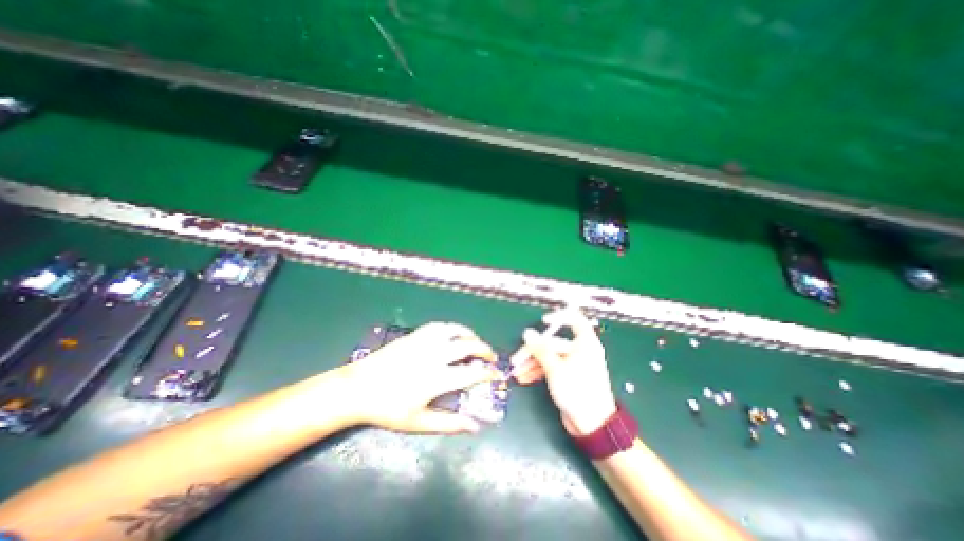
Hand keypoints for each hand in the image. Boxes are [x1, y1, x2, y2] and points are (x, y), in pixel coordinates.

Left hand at [342, 323, 499, 432]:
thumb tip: (475, 426)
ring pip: (456, 331)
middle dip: (485, 350)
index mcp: (437, 378)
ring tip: (476, 342)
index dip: (489, 373)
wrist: (358, 387)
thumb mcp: (418, 422)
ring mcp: (425, 342)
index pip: (472, 373)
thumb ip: (449, 424)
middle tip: (491, 357)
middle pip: (468, 346)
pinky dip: (453, 328)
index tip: (498, 374)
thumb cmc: (388, 408)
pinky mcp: (415, 335)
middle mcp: (435, 356)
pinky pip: (440, 326)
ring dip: (470, 335)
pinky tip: (454, 334)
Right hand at [512, 309, 617, 434]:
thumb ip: (540, 349)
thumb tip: (528, 333)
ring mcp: (573, 363)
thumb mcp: (556, 369)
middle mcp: (579, 350)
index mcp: (585, 343)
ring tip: (517, 372)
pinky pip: (550, 367)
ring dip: (532, 363)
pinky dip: (538, 371)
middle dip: (533, 351)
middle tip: (516, 360)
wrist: (592, 426)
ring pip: (549, 356)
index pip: (575, 319)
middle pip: (553, 342)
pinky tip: (524, 378)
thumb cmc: (577, 391)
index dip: (559, 316)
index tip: (543, 321)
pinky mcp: (567, 376)